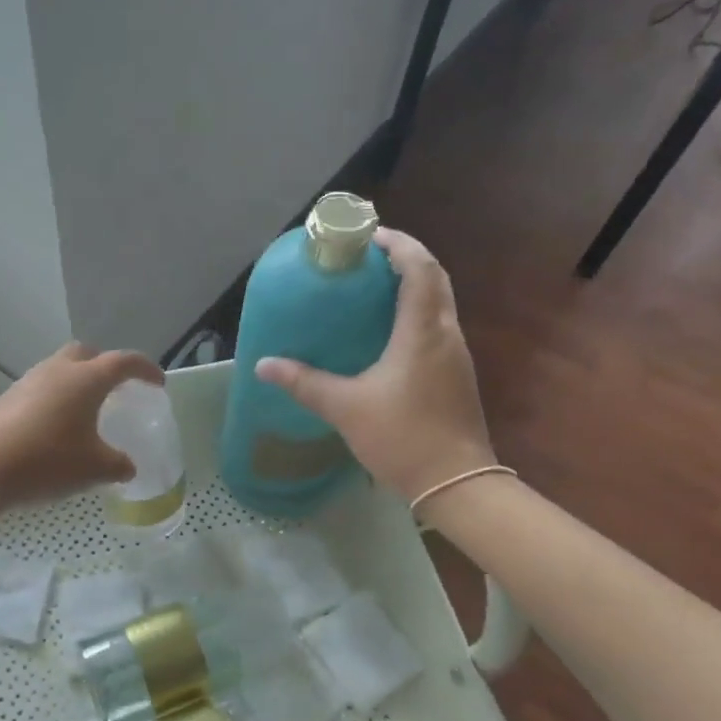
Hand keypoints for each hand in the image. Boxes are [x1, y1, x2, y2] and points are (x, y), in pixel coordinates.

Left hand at [0, 343, 163, 508]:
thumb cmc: (47, 461)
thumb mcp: (93, 469)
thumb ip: (118, 465)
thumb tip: (127, 467)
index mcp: (86, 379)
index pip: (124, 362)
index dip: (145, 370)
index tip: (158, 383)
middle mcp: (58, 371)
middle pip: (87, 354)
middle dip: (105, 366)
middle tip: (117, 390)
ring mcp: (28, 382)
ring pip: (60, 370)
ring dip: (77, 383)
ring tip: (86, 412)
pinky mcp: (7, 399)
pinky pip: (41, 389)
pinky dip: (56, 399)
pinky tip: (56, 428)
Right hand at [255, 228, 494, 502]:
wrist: (456, 484)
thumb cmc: (402, 438)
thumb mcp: (345, 408)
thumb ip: (304, 383)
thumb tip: (263, 365)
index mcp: (422, 331)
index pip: (418, 268)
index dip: (397, 244)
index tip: (367, 237)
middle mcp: (446, 334)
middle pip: (434, 278)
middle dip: (404, 259)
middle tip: (365, 260)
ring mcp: (456, 355)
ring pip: (439, 303)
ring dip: (412, 286)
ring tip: (371, 290)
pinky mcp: (456, 375)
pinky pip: (437, 327)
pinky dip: (416, 313)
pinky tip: (387, 333)